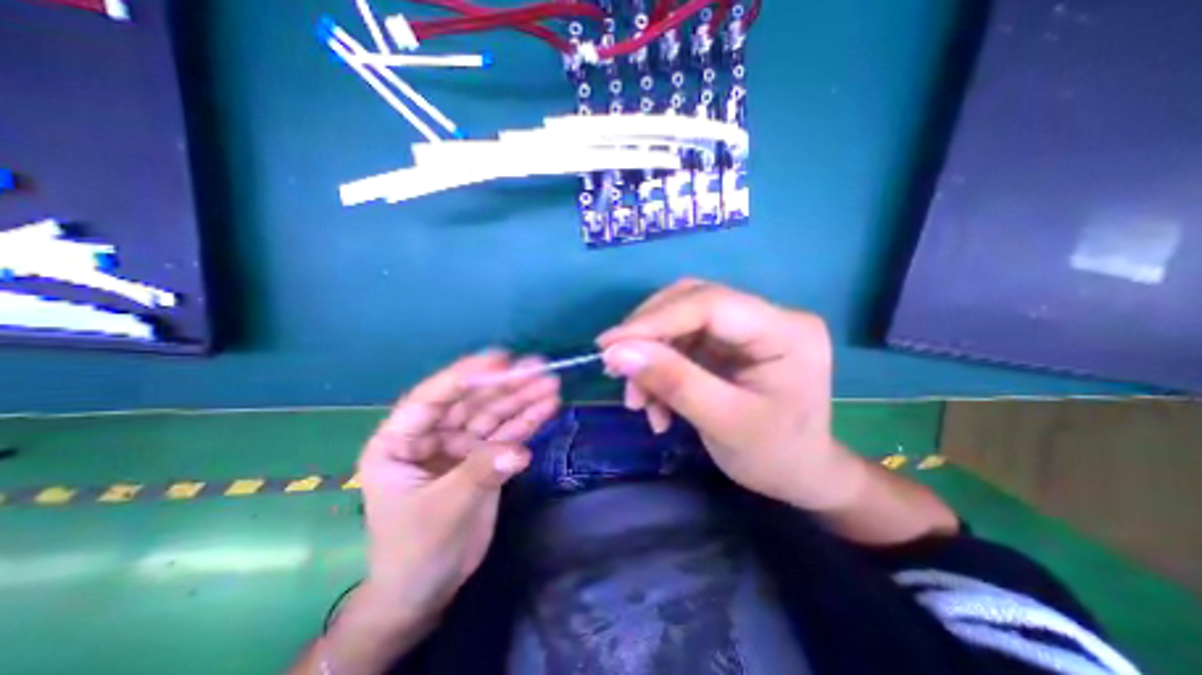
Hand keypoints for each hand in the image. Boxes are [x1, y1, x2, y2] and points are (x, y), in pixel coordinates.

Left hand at [357, 354, 562, 622]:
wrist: (428, 588)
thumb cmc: (415, 550)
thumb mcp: (442, 510)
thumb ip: (480, 473)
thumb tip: (520, 451)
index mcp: (400, 441)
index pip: (432, 398)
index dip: (465, 376)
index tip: (500, 359)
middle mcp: (432, 434)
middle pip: (472, 402)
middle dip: (506, 385)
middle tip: (539, 369)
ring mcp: (461, 444)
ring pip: (494, 414)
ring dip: (523, 399)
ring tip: (551, 385)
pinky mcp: (484, 456)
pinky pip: (508, 433)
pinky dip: (527, 421)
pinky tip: (547, 407)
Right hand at [597, 280, 859, 510]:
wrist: (798, 475)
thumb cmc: (774, 455)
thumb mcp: (724, 423)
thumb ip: (673, 382)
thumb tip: (616, 352)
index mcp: (785, 330)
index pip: (710, 304)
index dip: (654, 320)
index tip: (608, 345)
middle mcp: (766, 316)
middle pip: (690, 302)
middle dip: (647, 336)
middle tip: (616, 369)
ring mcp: (744, 327)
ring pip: (678, 321)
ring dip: (649, 357)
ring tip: (638, 402)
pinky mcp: (726, 342)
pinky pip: (679, 341)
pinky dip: (658, 368)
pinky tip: (654, 403)